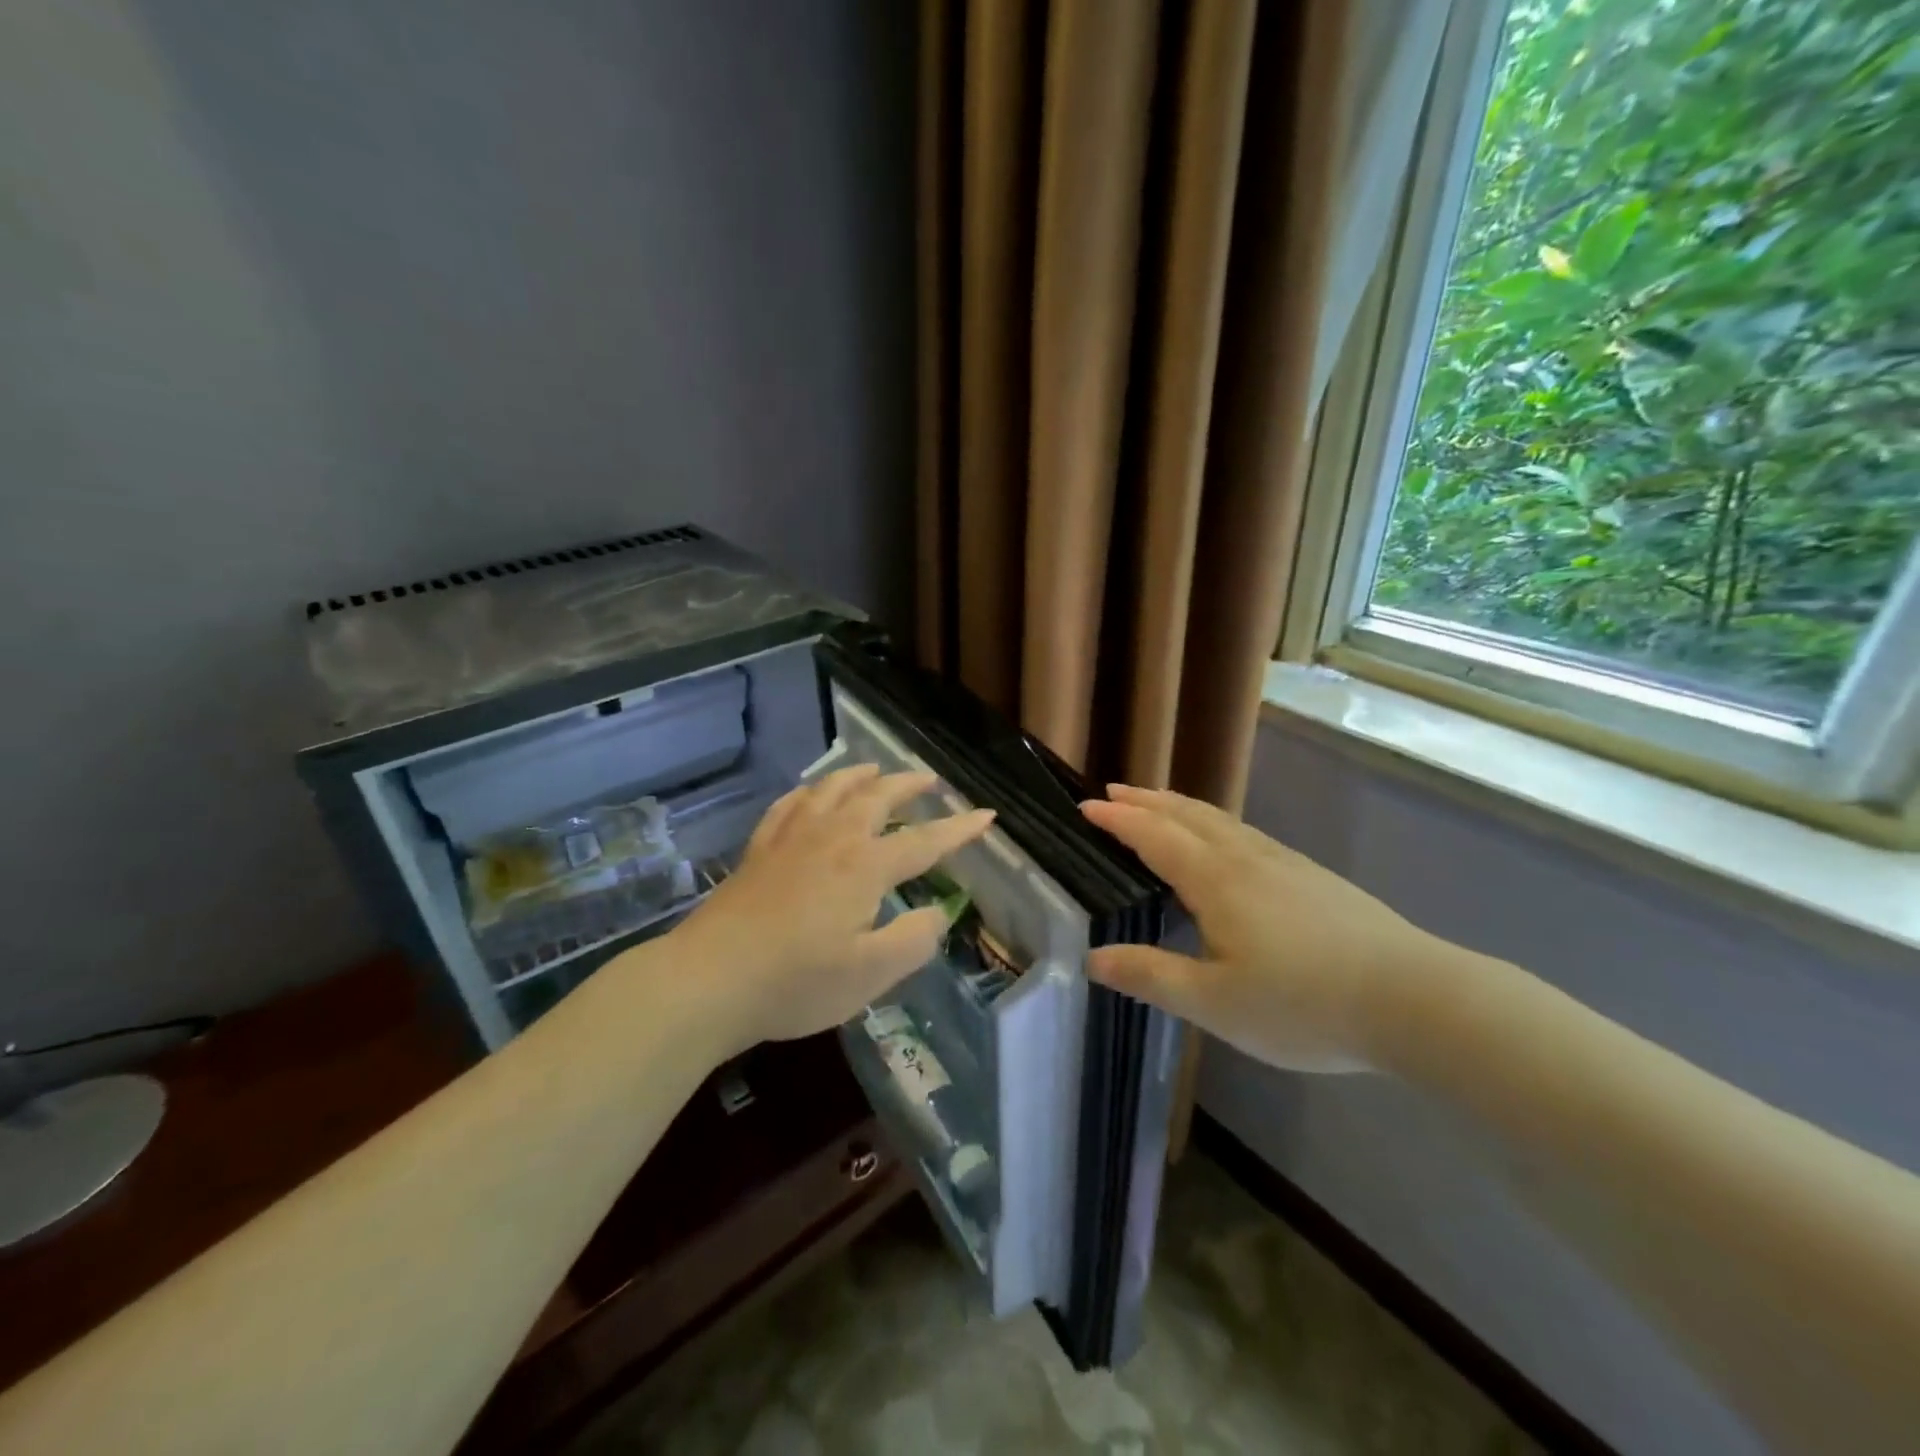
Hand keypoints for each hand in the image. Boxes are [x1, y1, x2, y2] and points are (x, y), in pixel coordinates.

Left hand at [671, 765, 994, 1054]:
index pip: (924, 840)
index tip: (986, 815)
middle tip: (929, 779)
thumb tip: (937, 913)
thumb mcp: (871, 975)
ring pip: (831, 790)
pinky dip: (808, 793)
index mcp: (865, 866)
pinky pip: (788, 806)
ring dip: (859, 776)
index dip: (959, 829)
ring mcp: (790, 840)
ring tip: (874, 771)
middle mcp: (831, 839)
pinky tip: (809, 795)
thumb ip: (914, 941)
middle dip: (907, 785)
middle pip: (876, 797)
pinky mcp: (758, 851)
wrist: (708, 980)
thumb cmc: (796, 982)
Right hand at [1080, 785, 1438, 1071]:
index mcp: (1216, 881)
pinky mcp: (1314, 878)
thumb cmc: (1304, 1004)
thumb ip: (1151, 976)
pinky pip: (1247, 834)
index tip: (1087, 807)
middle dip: (1147, 801)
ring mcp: (1286, 864)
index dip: (1119, 819)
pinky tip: (1226, 844)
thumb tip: (1092, 958)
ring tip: (1160, 805)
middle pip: (1188, 815)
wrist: (1416, 999)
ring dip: (1181, 807)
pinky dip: (1215, 824)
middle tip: (1114, 792)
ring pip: (1222, 821)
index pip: (1155, 836)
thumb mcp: (1215, 1004)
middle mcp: (1247, 859)